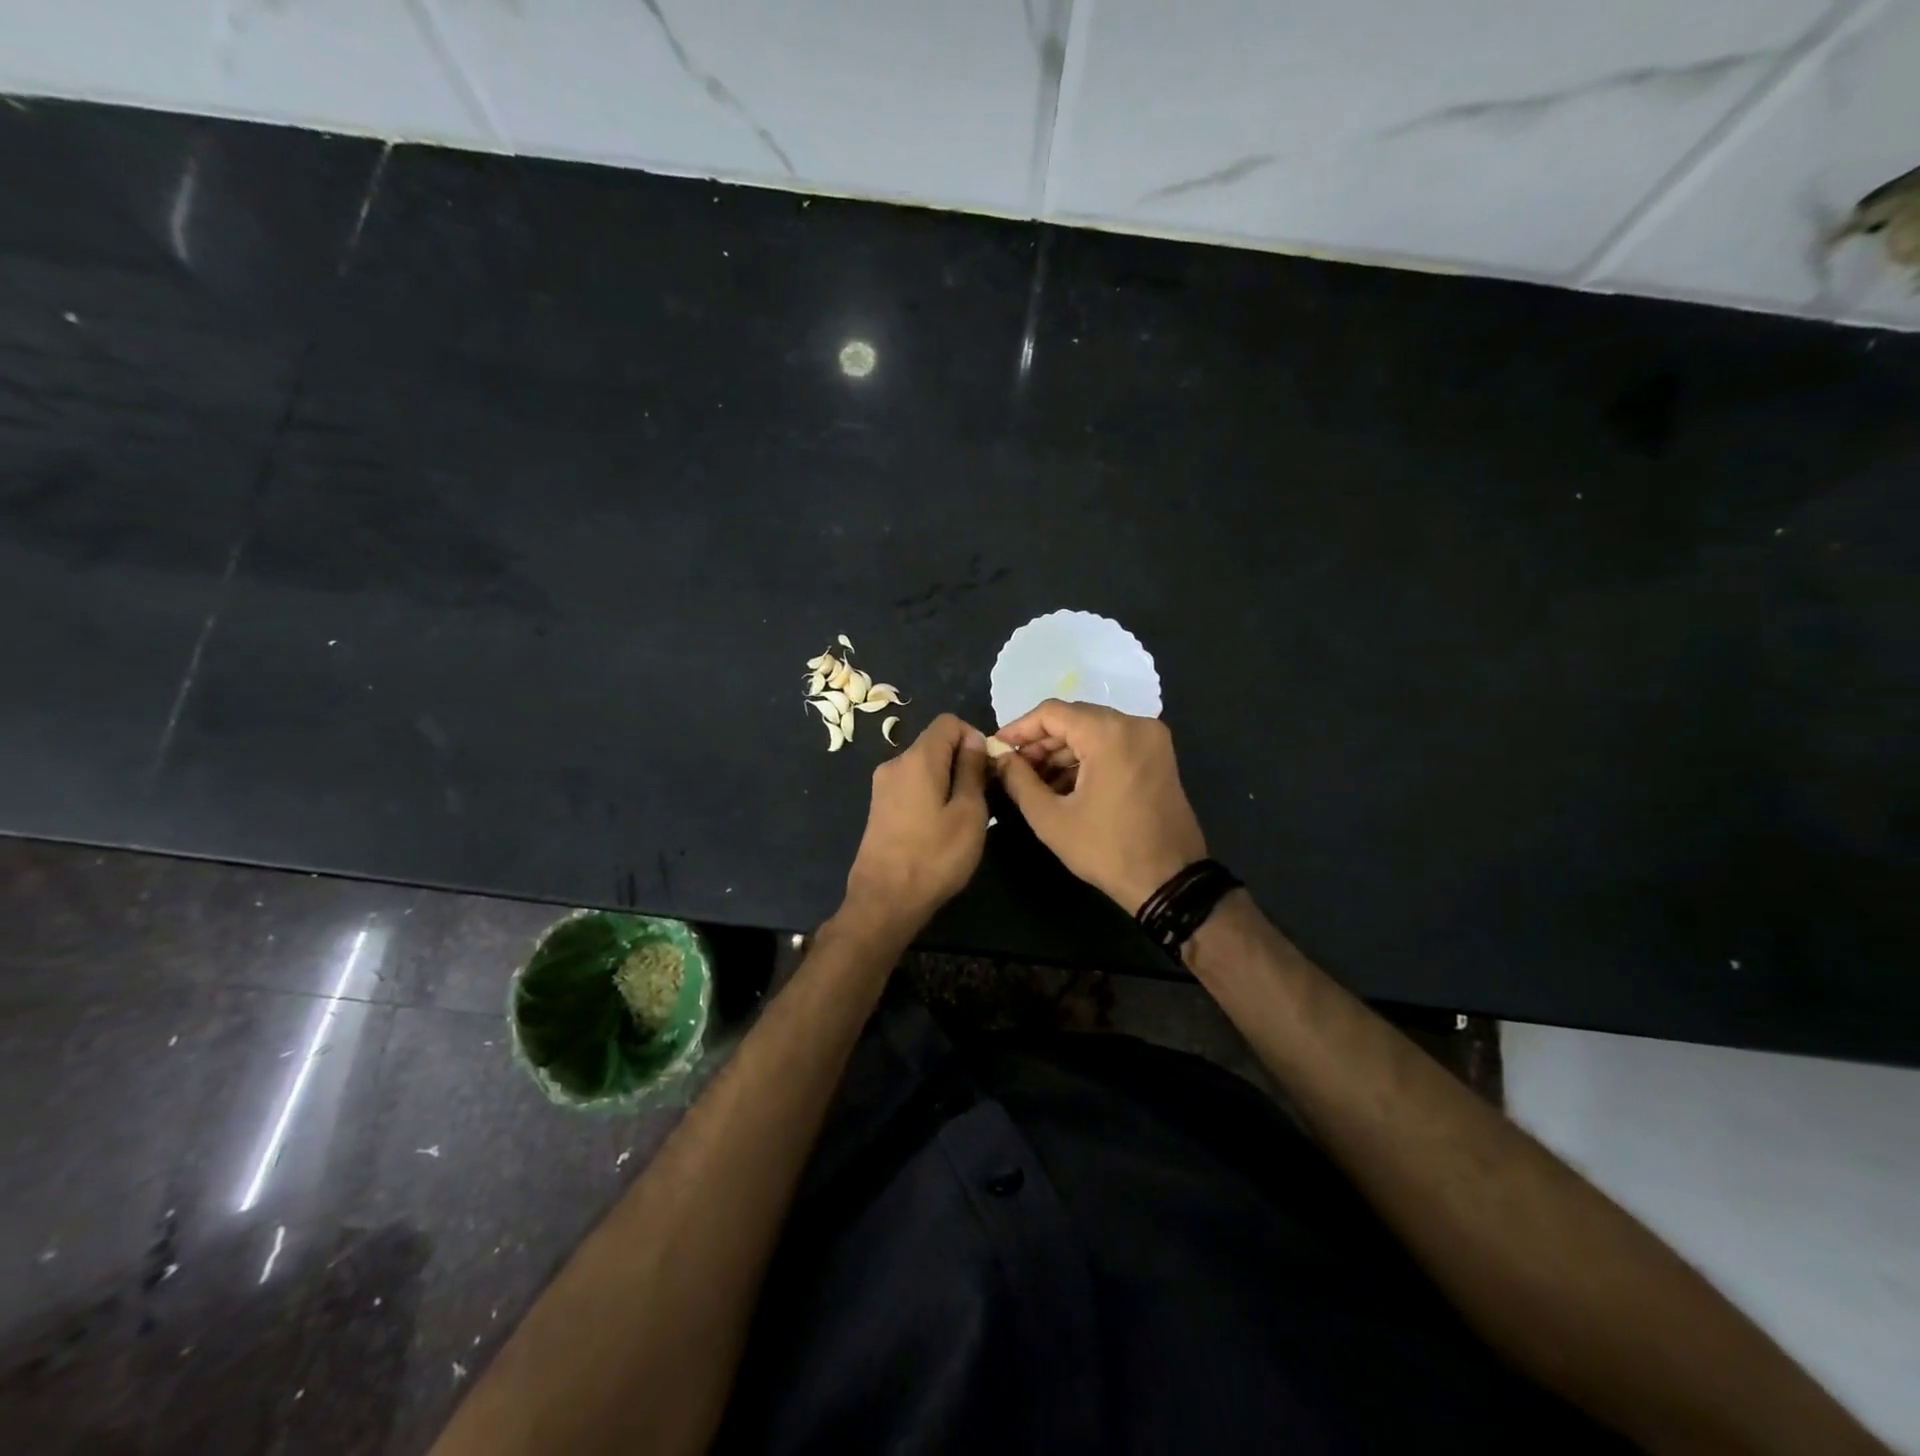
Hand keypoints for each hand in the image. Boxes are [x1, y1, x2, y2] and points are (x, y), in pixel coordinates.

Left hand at [842, 714, 990, 932]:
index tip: (988, 769)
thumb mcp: (969, 812)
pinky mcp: (879, 807)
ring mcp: (883, 786)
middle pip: (935, 743)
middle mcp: (895, 763)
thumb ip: (972, 770)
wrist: (885, 900)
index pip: (948, 722)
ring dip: (948, 780)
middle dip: (962, 760)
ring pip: (924, 766)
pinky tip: (941, 825)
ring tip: (965, 815)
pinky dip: (931, 793)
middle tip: (984, 796)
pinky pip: (912, 785)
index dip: (974, 737)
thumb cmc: (935, 856)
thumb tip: (973, 740)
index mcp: (917, 759)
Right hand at [992, 700, 1206, 913]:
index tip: (997, 749)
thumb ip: (1018, 780)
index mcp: (1109, 733)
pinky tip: (1064, 785)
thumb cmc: (1106, 849)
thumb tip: (999, 757)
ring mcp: (1152, 739)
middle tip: (1014, 769)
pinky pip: (1113, 743)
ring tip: (1034, 782)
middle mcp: (1135, 724)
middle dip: (1041, 742)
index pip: (1052, 713)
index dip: (1019, 729)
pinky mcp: (1159, 755)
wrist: (1170, 881)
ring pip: (1094, 730)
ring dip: (1063, 752)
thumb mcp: (1051, 818)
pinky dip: (1087, 758)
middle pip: (1074, 718)